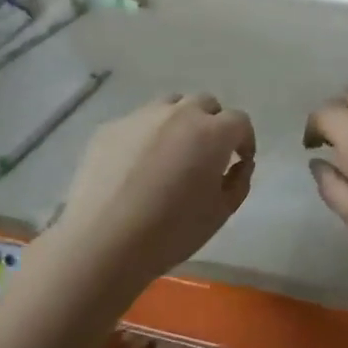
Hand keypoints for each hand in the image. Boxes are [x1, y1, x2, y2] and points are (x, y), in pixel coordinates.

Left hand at [55, 95, 255, 282]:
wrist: (102, 242)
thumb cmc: (171, 232)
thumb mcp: (220, 213)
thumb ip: (238, 181)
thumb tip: (239, 164)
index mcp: (212, 133)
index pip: (239, 121)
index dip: (244, 140)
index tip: (239, 161)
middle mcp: (179, 114)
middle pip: (205, 104)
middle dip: (213, 124)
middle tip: (207, 155)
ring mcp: (141, 117)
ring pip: (170, 106)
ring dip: (180, 122)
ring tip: (172, 154)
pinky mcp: (110, 128)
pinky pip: (138, 122)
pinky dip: (146, 136)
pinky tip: (136, 167)